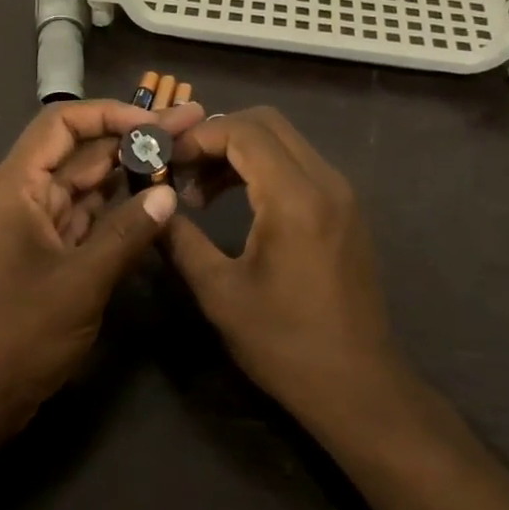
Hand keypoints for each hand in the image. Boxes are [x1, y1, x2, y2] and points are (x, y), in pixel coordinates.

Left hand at [0, 97, 206, 440]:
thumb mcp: (81, 282)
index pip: (61, 124)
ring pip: (85, 184)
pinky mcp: (46, 251)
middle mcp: (22, 195)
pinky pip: (85, 216)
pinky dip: (117, 208)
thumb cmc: (20, 334)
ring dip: (128, 171)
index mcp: (15, 186)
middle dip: (131, 138)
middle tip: (189, 127)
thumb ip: (127, 234)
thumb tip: (168, 196)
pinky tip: (154, 200)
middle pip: (79, 151)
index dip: (110, 114)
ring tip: (180, 156)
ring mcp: (33, 224)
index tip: (157, 121)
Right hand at [163, 107, 398, 429]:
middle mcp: (326, 182)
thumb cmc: (284, 343)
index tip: (165, 162)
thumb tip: (150, 206)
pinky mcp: (346, 210)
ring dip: (239, 152)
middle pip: (267, 123)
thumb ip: (180, 240)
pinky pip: (300, 165)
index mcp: (295, 198)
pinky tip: (237, 203)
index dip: (197, 138)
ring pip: (284, 141)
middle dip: (217, 135)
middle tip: (181, 169)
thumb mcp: (219, 292)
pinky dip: (263, 168)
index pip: (243, 131)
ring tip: (201, 193)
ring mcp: (342, 194)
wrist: (358, 386)